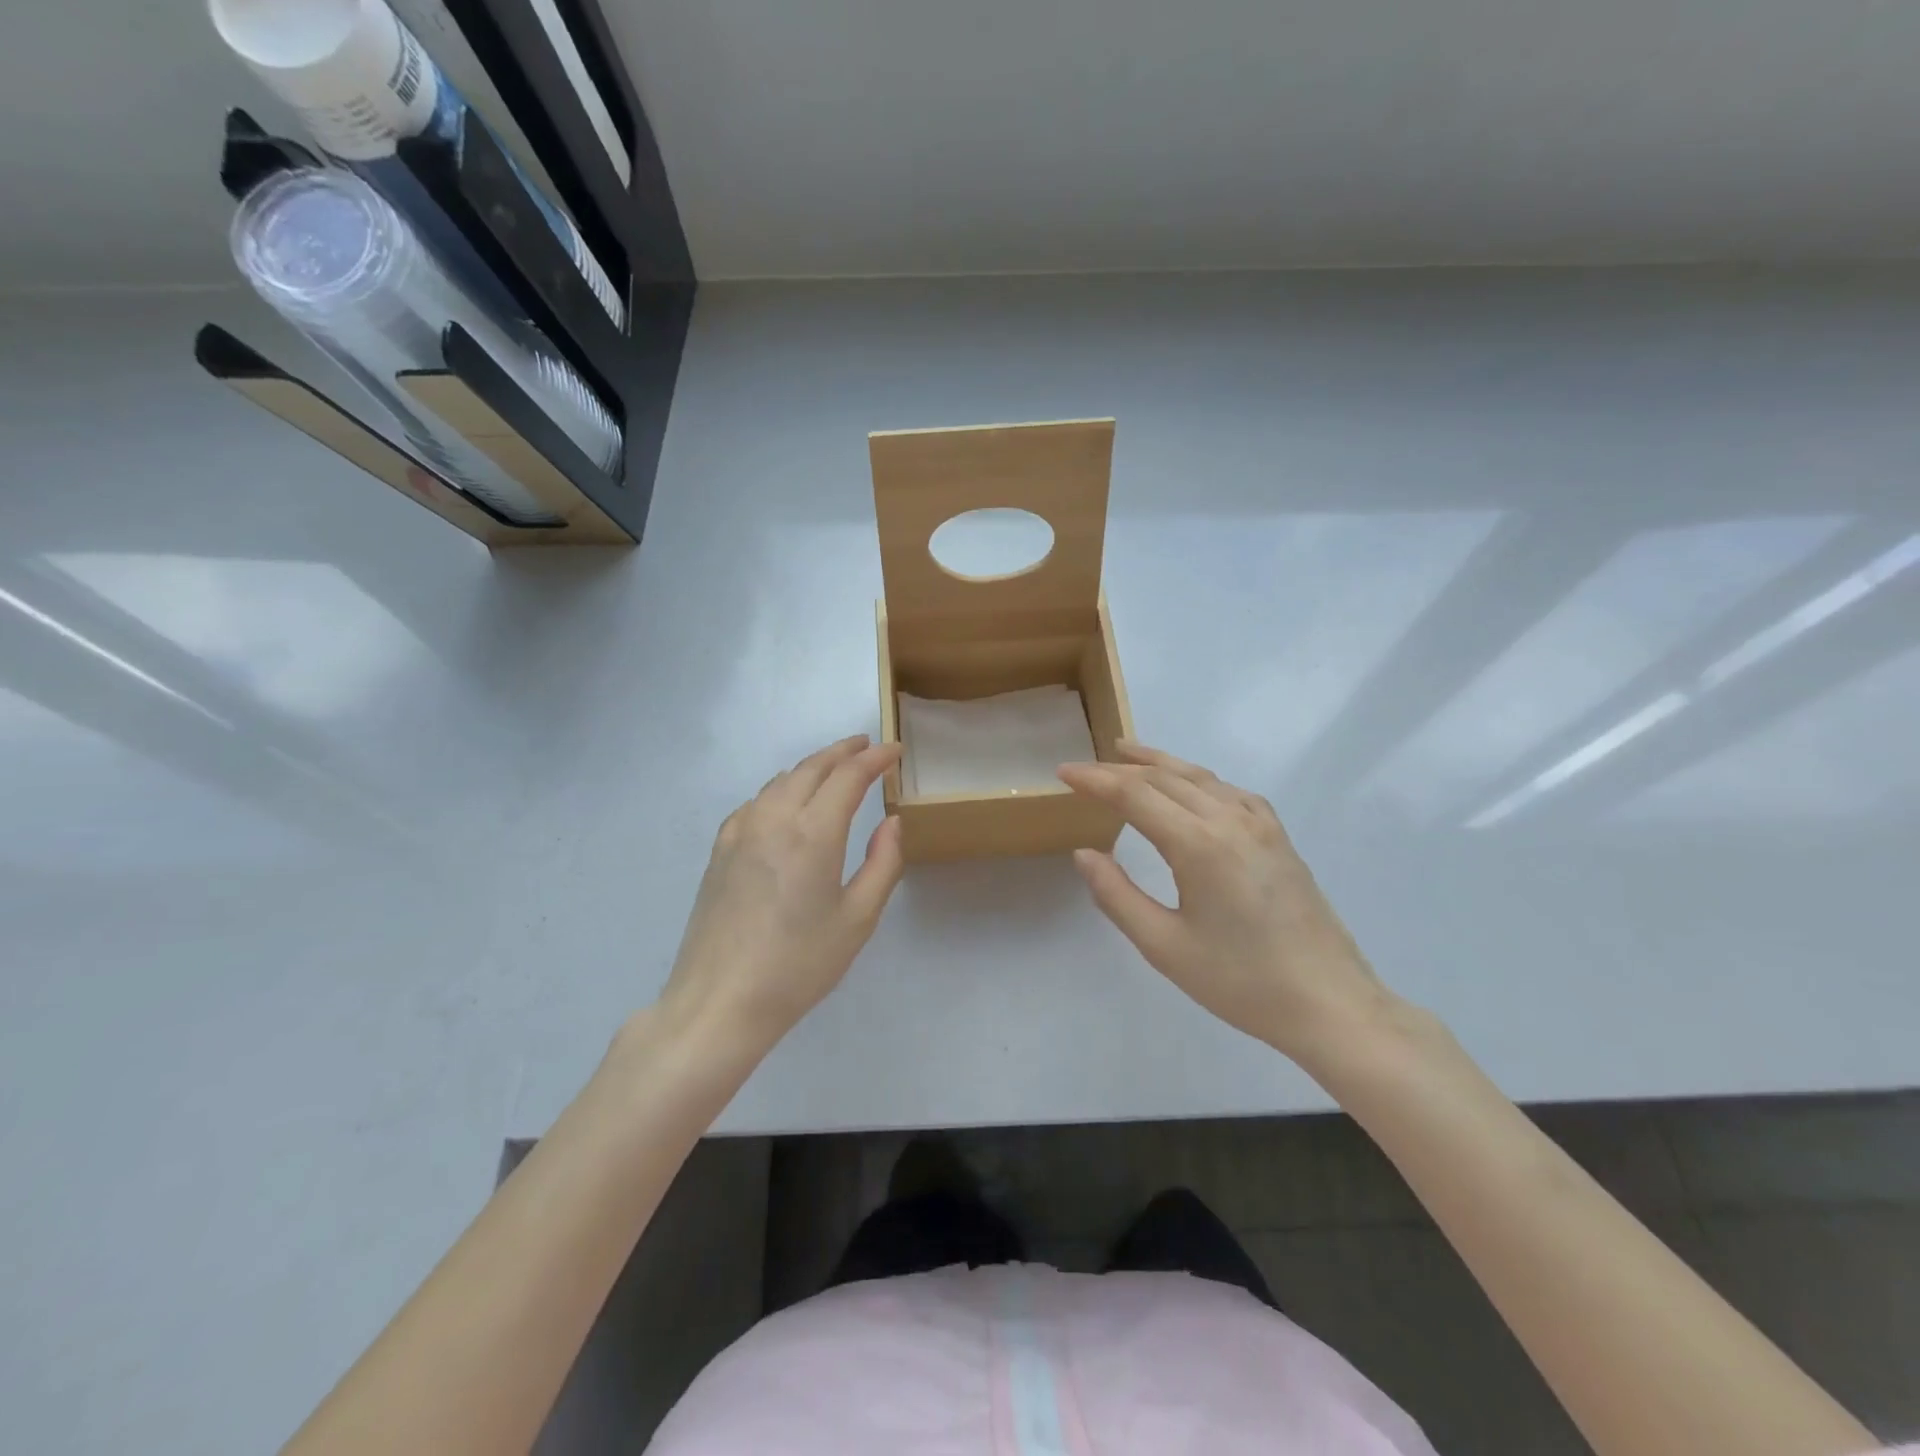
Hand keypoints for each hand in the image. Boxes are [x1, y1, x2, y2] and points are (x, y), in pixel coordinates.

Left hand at [657, 735, 903, 1055]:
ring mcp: (740, 831)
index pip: (848, 776)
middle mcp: (773, 818)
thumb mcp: (857, 919)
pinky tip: (788, 803)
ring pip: (781, 780)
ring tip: (835, 769)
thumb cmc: (798, 965)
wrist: (719, 1002)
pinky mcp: (720, 849)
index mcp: (812, 833)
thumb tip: (891, 821)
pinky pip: (757, 801)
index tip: (894, 750)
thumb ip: (882, 862)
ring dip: (812, 767)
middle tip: (867, 747)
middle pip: (811, 767)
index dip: (875, 758)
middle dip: (843, 752)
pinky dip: (782, 788)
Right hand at [1057, 743, 1390, 1062]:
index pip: (1134, 794)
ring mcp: (1260, 825)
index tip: (1063, 771)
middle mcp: (1230, 820)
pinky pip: (1230, 791)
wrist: (1329, 1003)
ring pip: (1199, 776)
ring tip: (1126, 753)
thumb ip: (1117, 895)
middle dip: (1119, 768)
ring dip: (1158, 763)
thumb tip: (1084, 853)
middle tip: (1084, 768)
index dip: (1095, 779)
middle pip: (1165, 778)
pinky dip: (1197, 778)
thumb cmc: (1241, 982)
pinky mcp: (1279, 837)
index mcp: (1199, 844)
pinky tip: (1190, 785)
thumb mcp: (1164, 947)